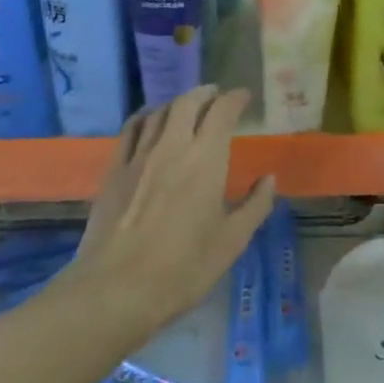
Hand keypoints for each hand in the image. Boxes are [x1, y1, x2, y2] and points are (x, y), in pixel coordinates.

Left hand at [72, 85, 274, 338]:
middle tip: (216, 96)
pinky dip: (145, 116)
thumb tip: (269, 179)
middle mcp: (173, 146)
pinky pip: (131, 129)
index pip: (223, 111)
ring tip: (187, 107)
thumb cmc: (182, 268)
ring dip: (177, 103)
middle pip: (188, 102)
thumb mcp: (231, 242)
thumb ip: (255, 206)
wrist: (116, 289)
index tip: (244, 97)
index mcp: (206, 159)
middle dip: (205, 93)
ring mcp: (139, 155)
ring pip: (160, 112)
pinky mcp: (114, 169)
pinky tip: (149, 122)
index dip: (235, 98)